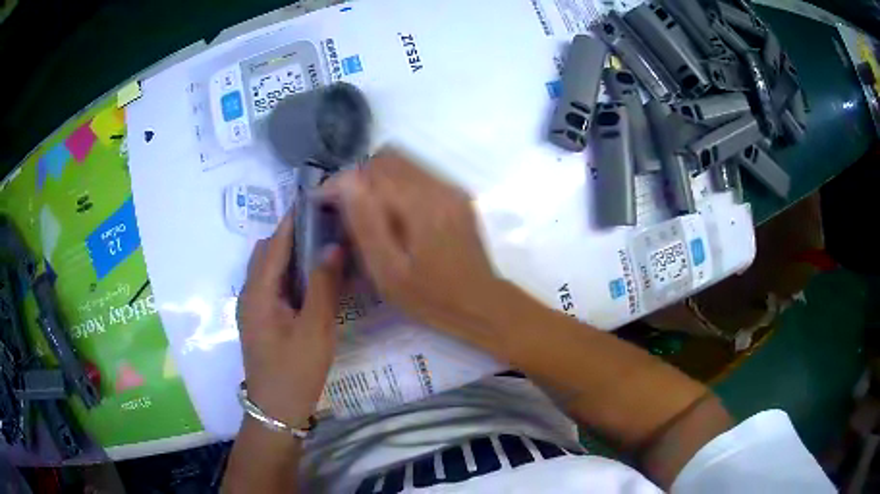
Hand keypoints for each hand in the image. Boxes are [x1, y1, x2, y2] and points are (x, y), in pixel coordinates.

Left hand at [237, 213, 343, 424]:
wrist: (276, 409)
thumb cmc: (295, 370)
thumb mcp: (315, 329)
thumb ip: (323, 286)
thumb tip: (333, 246)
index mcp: (258, 292)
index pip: (274, 243)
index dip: (293, 220)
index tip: (317, 200)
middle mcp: (250, 293)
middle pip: (267, 252)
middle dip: (292, 233)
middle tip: (325, 225)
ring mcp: (252, 307)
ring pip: (269, 268)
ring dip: (290, 252)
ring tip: (321, 246)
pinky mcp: (260, 318)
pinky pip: (272, 284)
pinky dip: (288, 272)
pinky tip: (311, 278)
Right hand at [325, 148, 514, 351]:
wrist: (481, 303)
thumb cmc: (431, 297)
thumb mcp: (389, 272)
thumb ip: (366, 224)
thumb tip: (346, 182)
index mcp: (421, 205)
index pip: (371, 173)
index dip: (340, 182)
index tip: (322, 200)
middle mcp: (438, 187)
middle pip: (387, 159)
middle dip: (357, 176)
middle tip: (342, 205)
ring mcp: (450, 188)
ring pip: (402, 163)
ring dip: (375, 179)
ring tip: (362, 209)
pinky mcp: (455, 195)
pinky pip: (417, 174)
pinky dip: (394, 184)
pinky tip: (389, 213)